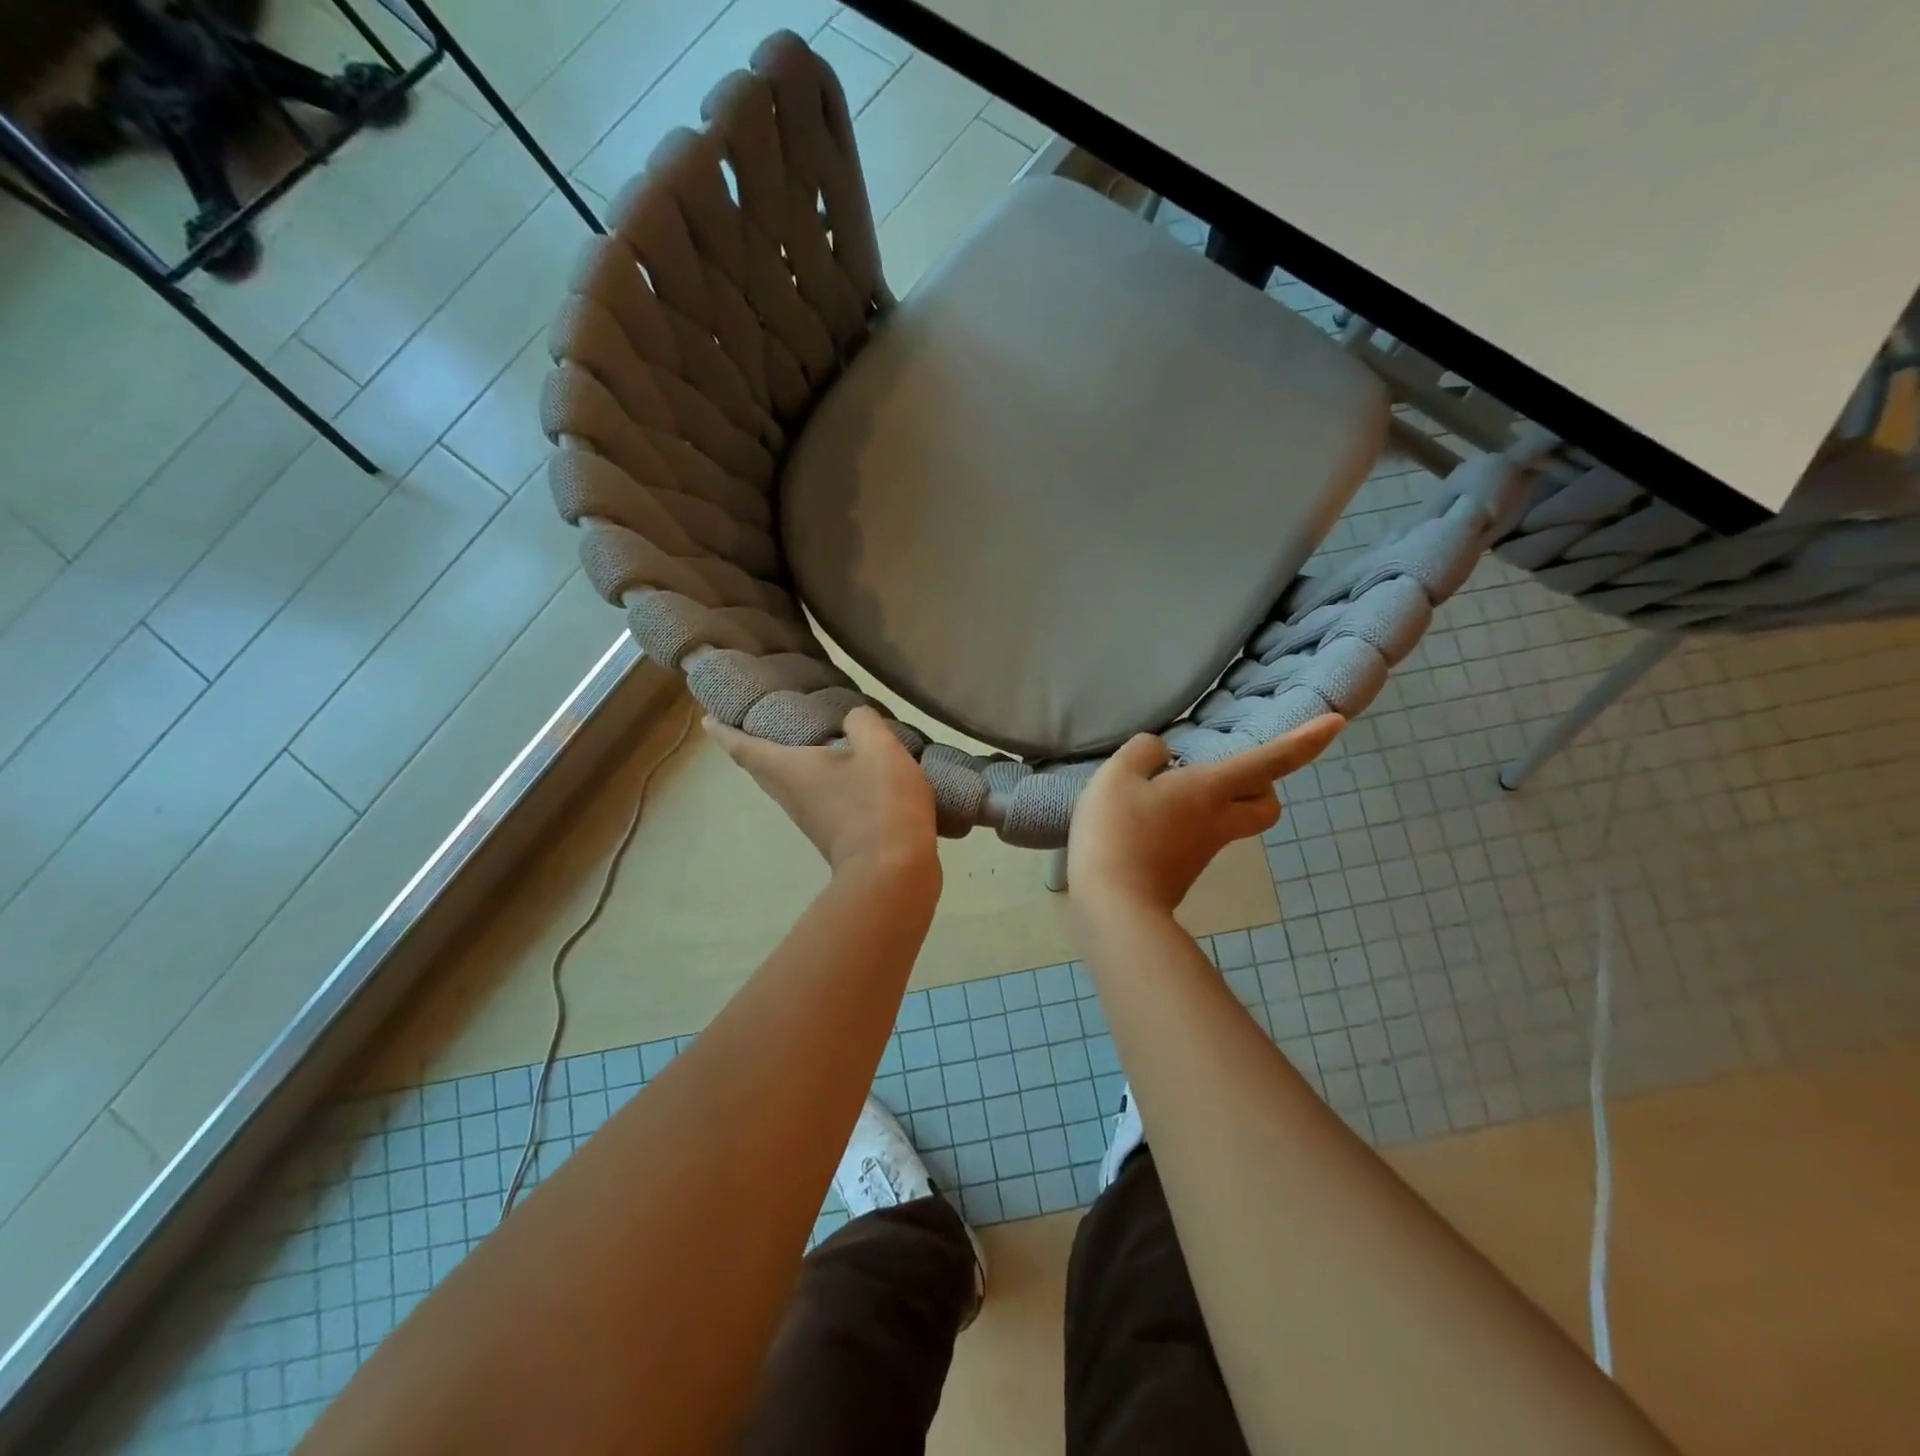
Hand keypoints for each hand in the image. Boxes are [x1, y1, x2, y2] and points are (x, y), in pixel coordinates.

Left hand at [705, 707, 939, 880]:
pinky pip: (813, 796)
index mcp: (789, 770)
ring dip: (786, 763)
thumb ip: (862, 722)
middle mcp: (791, 796)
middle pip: (761, 769)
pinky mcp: (834, 833)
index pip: (743, 747)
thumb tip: (854, 719)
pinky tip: (840, 768)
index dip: (723, 731)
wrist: (895, 871)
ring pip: (788, 783)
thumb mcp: (878, 747)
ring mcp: (811, 819)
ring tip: (800, 738)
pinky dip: (815, 777)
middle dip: (753, 745)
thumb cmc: (878, 802)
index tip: (708, 719)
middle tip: (757, 721)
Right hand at [1068, 716, 1344, 914]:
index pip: (1270, 761)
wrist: (1115, 909)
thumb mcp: (1118, 777)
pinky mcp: (1180, 872)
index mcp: (1211, 791)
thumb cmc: (1118, 833)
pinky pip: (1194, 837)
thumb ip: (1142, 753)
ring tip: (1163, 791)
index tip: (1337, 723)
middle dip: (1261, 786)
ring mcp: (1201, 852)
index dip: (1305, 740)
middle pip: (1266, 806)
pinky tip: (1142, 821)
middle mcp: (1217, 821)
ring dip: (1215, 802)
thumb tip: (1160, 753)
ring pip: (1229, 821)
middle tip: (1227, 770)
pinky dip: (1181, 823)